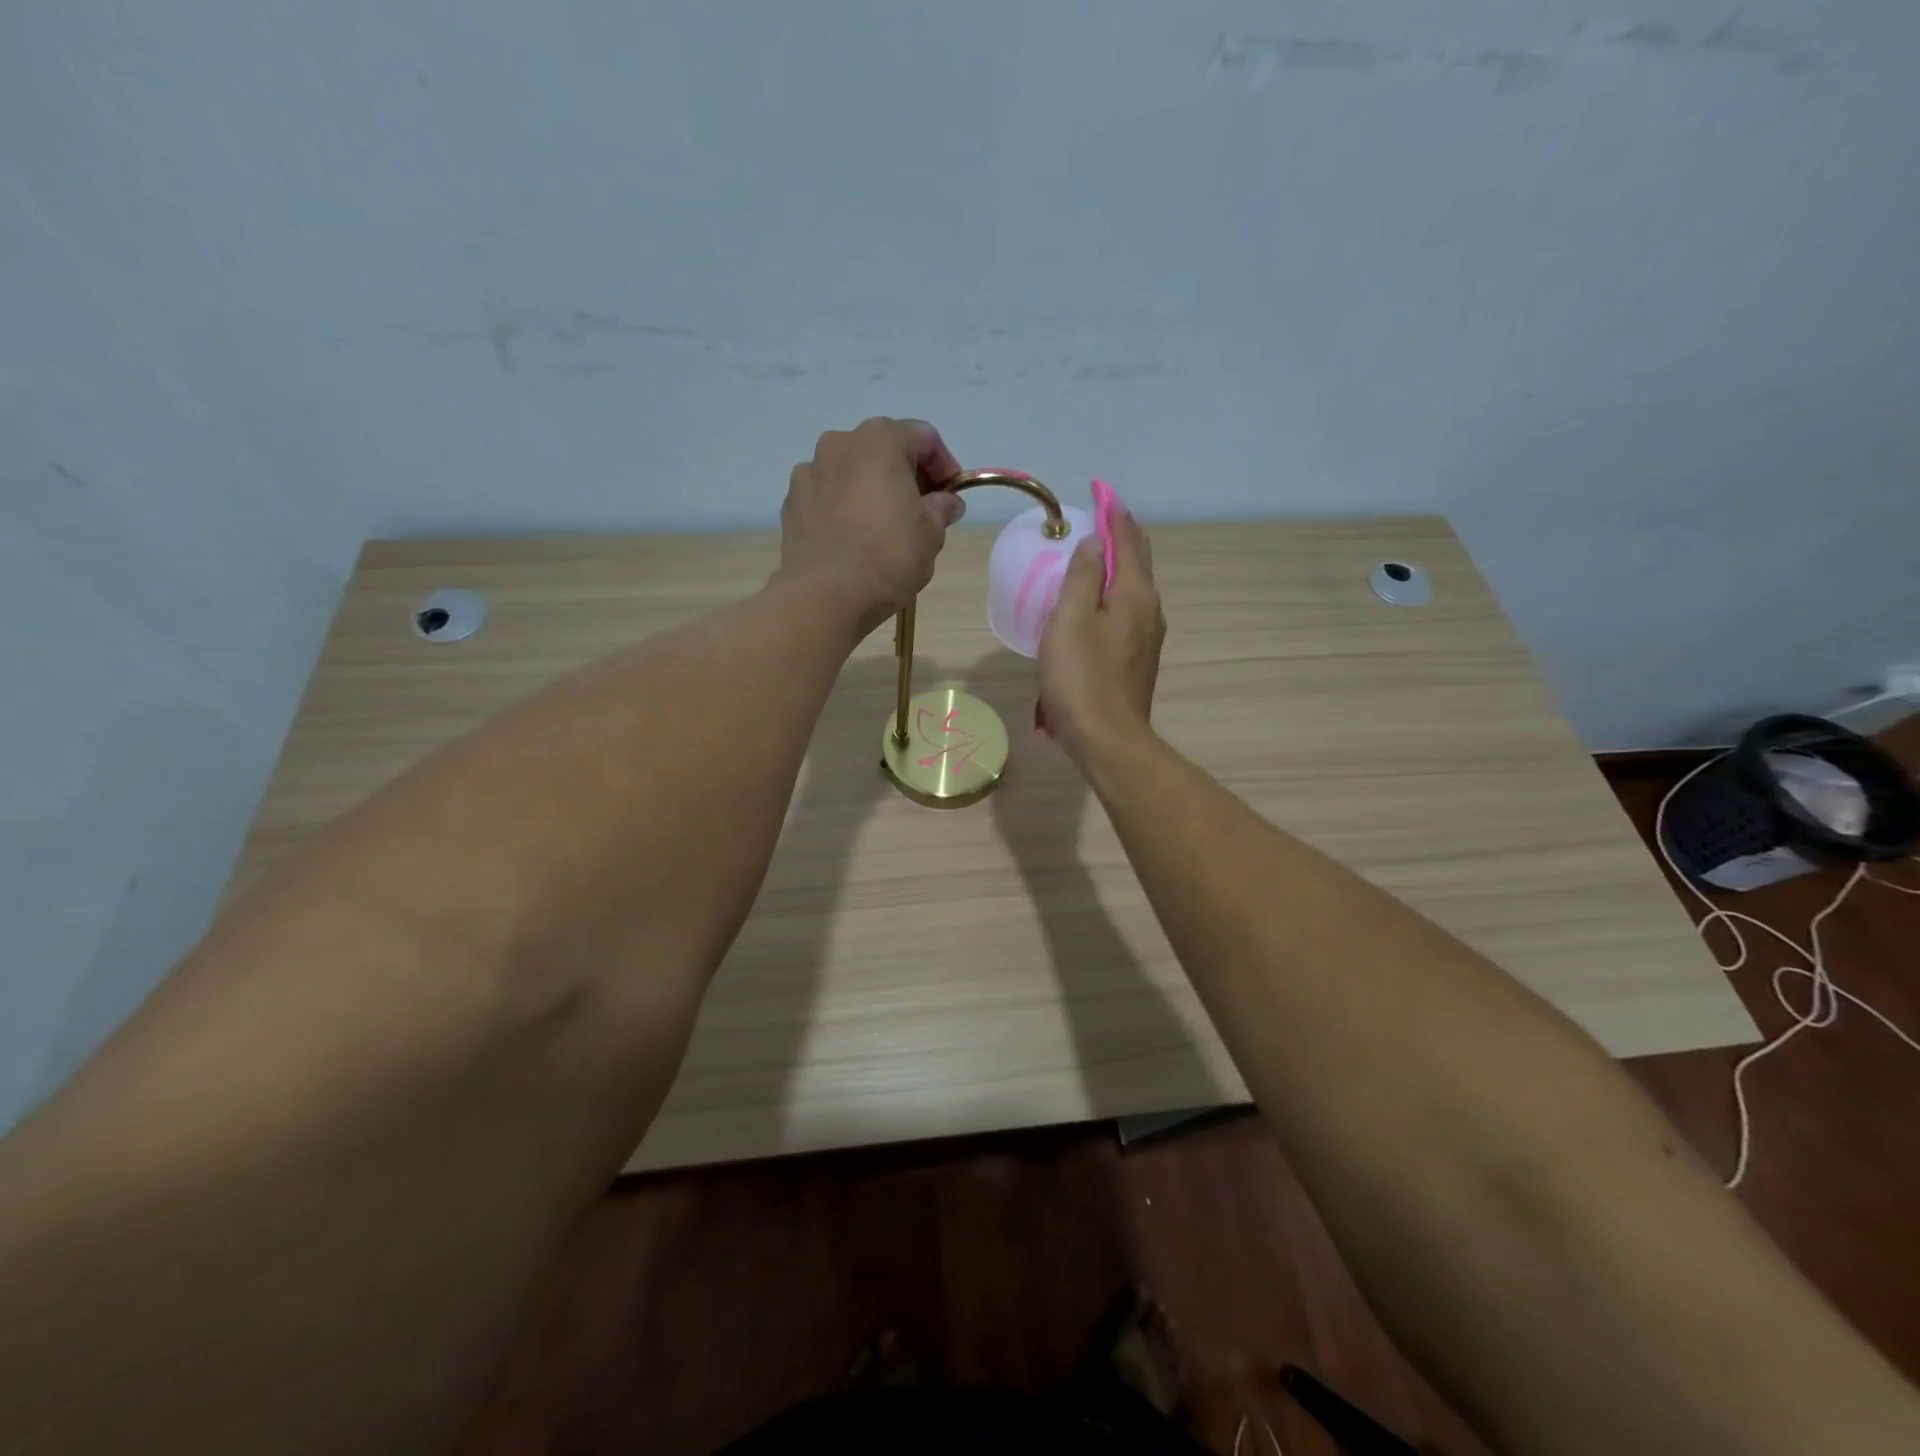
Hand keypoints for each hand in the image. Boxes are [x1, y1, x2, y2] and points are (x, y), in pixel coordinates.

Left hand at [779, 417, 966, 633]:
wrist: (825, 595)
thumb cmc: (888, 556)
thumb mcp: (931, 533)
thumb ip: (941, 508)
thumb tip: (946, 502)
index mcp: (880, 440)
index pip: (925, 438)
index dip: (945, 466)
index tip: (952, 497)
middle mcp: (839, 443)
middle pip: (884, 449)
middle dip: (907, 475)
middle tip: (922, 511)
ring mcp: (809, 471)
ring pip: (852, 471)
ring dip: (872, 489)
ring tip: (884, 526)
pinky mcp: (791, 502)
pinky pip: (827, 495)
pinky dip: (844, 507)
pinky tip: (854, 538)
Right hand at [1038, 507, 1164, 761]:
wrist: (1107, 739)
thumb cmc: (1081, 677)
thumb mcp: (1070, 620)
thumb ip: (1082, 576)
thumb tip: (1095, 541)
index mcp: (1134, 594)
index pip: (1127, 540)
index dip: (1113, 513)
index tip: (1101, 491)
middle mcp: (1149, 610)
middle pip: (1138, 561)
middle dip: (1122, 535)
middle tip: (1102, 514)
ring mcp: (1147, 637)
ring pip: (1134, 587)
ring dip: (1118, 564)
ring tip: (1097, 551)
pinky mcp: (1138, 658)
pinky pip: (1128, 610)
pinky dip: (1115, 592)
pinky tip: (1098, 600)